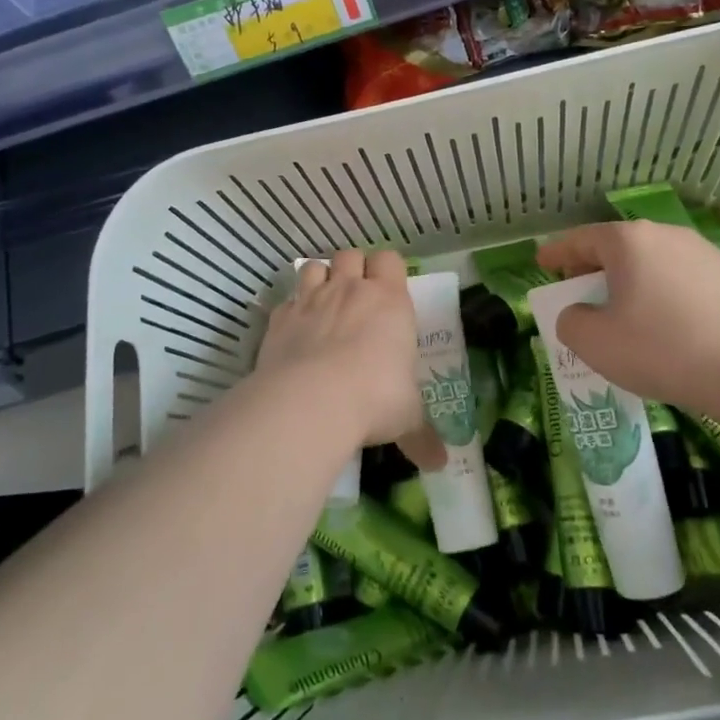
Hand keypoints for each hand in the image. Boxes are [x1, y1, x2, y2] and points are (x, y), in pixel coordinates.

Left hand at [254, 250, 444, 470]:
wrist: (312, 400)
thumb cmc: (375, 399)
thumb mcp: (407, 419)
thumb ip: (422, 436)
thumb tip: (440, 463)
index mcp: (389, 301)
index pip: (390, 259)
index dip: (388, 270)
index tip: (388, 291)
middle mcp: (349, 290)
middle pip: (350, 255)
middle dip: (353, 269)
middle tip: (357, 298)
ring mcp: (311, 300)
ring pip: (314, 267)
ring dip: (319, 279)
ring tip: (323, 305)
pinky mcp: (279, 318)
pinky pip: (286, 300)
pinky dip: (291, 309)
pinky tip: (295, 331)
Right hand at [536, 221, 719, 418]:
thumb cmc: (662, 349)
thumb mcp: (595, 343)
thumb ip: (571, 322)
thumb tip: (578, 314)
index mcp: (629, 241)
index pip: (580, 239)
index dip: (556, 251)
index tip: (541, 262)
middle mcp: (666, 235)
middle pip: (618, 246)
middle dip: (593, 267)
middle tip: (578, 290)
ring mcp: (703, 253)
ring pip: (652, 261)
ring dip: (630, 280)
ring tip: (622, 310)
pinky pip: (681, 279)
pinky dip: (662, 292)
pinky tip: (665, 323)